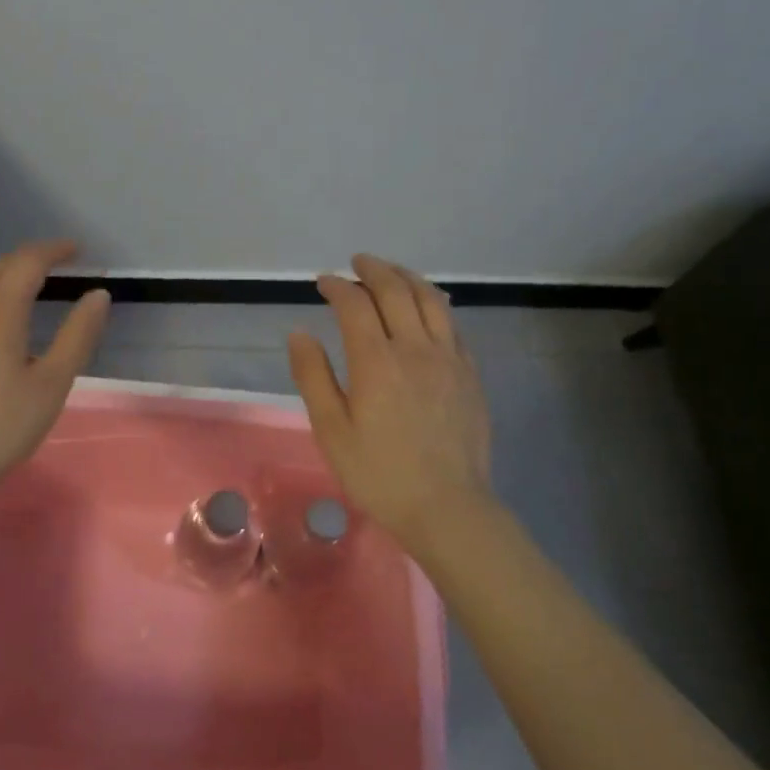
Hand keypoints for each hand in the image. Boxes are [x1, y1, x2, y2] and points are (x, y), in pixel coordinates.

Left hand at [0, 240, 110, 492]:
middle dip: (32, 256)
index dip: (54, 251)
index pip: (28, 263)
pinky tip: (6, 312)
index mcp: (0, 313)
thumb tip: (99, 294)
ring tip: (36, 277)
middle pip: (0, 266)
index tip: (80, 250)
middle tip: (62, 259)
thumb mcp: (53, 382)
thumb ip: (78, 335)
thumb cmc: (3, 424)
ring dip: (10, 270)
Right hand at [288, 254, 495, 555]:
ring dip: (408, 278)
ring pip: (431, 300)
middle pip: (396, 291)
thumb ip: (313, 376)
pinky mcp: (470, 373)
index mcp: (376, 360)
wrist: (447, 507)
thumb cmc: (378, 473)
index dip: (337, 287)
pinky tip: (428, 307)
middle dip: (373, 270)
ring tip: (392, 272)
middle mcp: (415, 348)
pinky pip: (453, 324)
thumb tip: (300, 332)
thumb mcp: (331, 429)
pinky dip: (435, 303)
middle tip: (357, 263)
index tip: (323, 282)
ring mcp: (449, 358)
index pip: (355, 304)